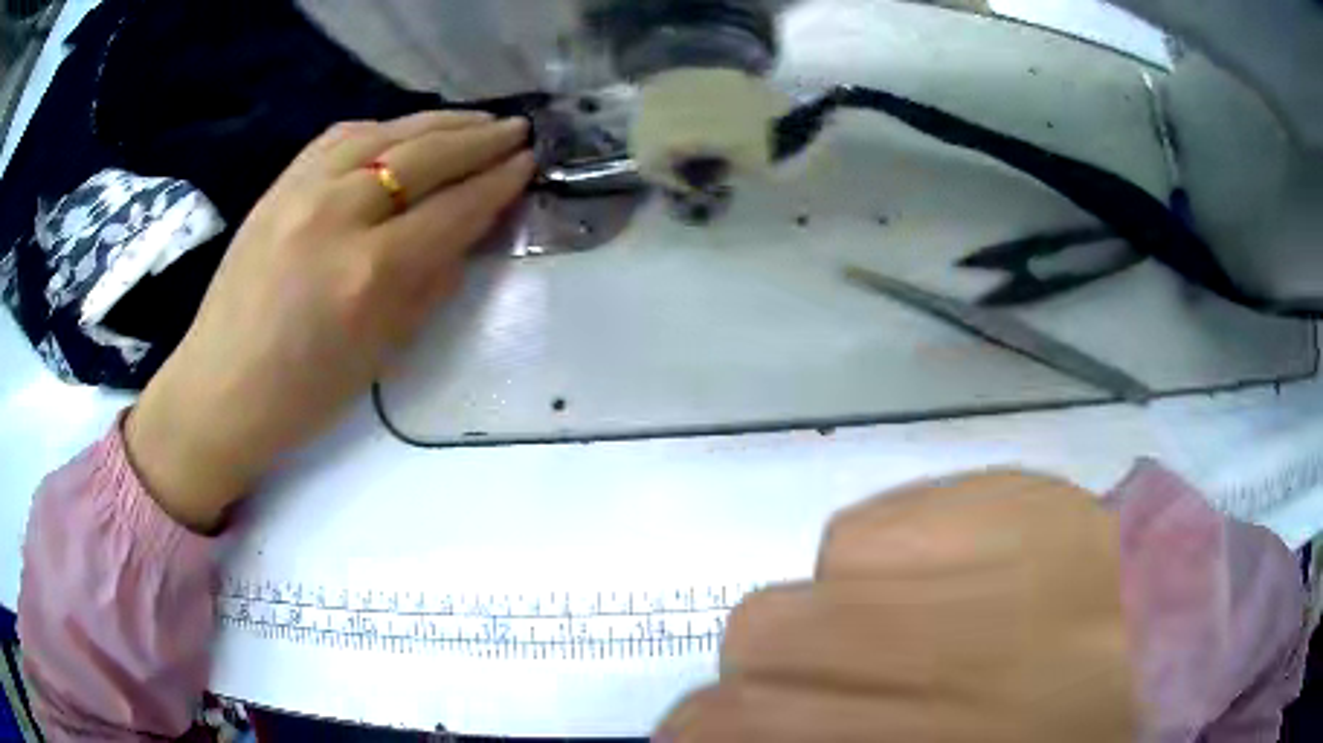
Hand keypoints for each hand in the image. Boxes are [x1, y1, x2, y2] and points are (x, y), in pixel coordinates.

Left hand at [126, 111, 534, 530]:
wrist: (221, 387)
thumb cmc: (305, 393)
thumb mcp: (385, 351)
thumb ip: (433, 282)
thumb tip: (471, 228)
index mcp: (371, 272)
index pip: (453, 208)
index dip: (498, 182)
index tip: (529, 163)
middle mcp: (339, 214)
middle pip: (425, 157)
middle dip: (480, 140)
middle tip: (518, 130)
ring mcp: (302, 190)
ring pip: (386, 133)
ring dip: (439, 123)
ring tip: (476, 122)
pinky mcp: (279, 183)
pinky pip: (341, 136)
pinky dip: (384, 127)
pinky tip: (405, 130)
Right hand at [656, 472, 1135, 741]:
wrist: (1188, 641)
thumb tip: (778, 738)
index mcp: (934, 734)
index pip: (744, 724)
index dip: (693, 735)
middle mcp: (944, 639)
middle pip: (761, 631)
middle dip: (754, 677)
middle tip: (800, 701)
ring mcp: (982, 544)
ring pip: (819, 569)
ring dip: (825, 615)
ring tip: (887, 638)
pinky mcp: (1009, 487)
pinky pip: (887, 516)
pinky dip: (880, 557)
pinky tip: (935, 581)